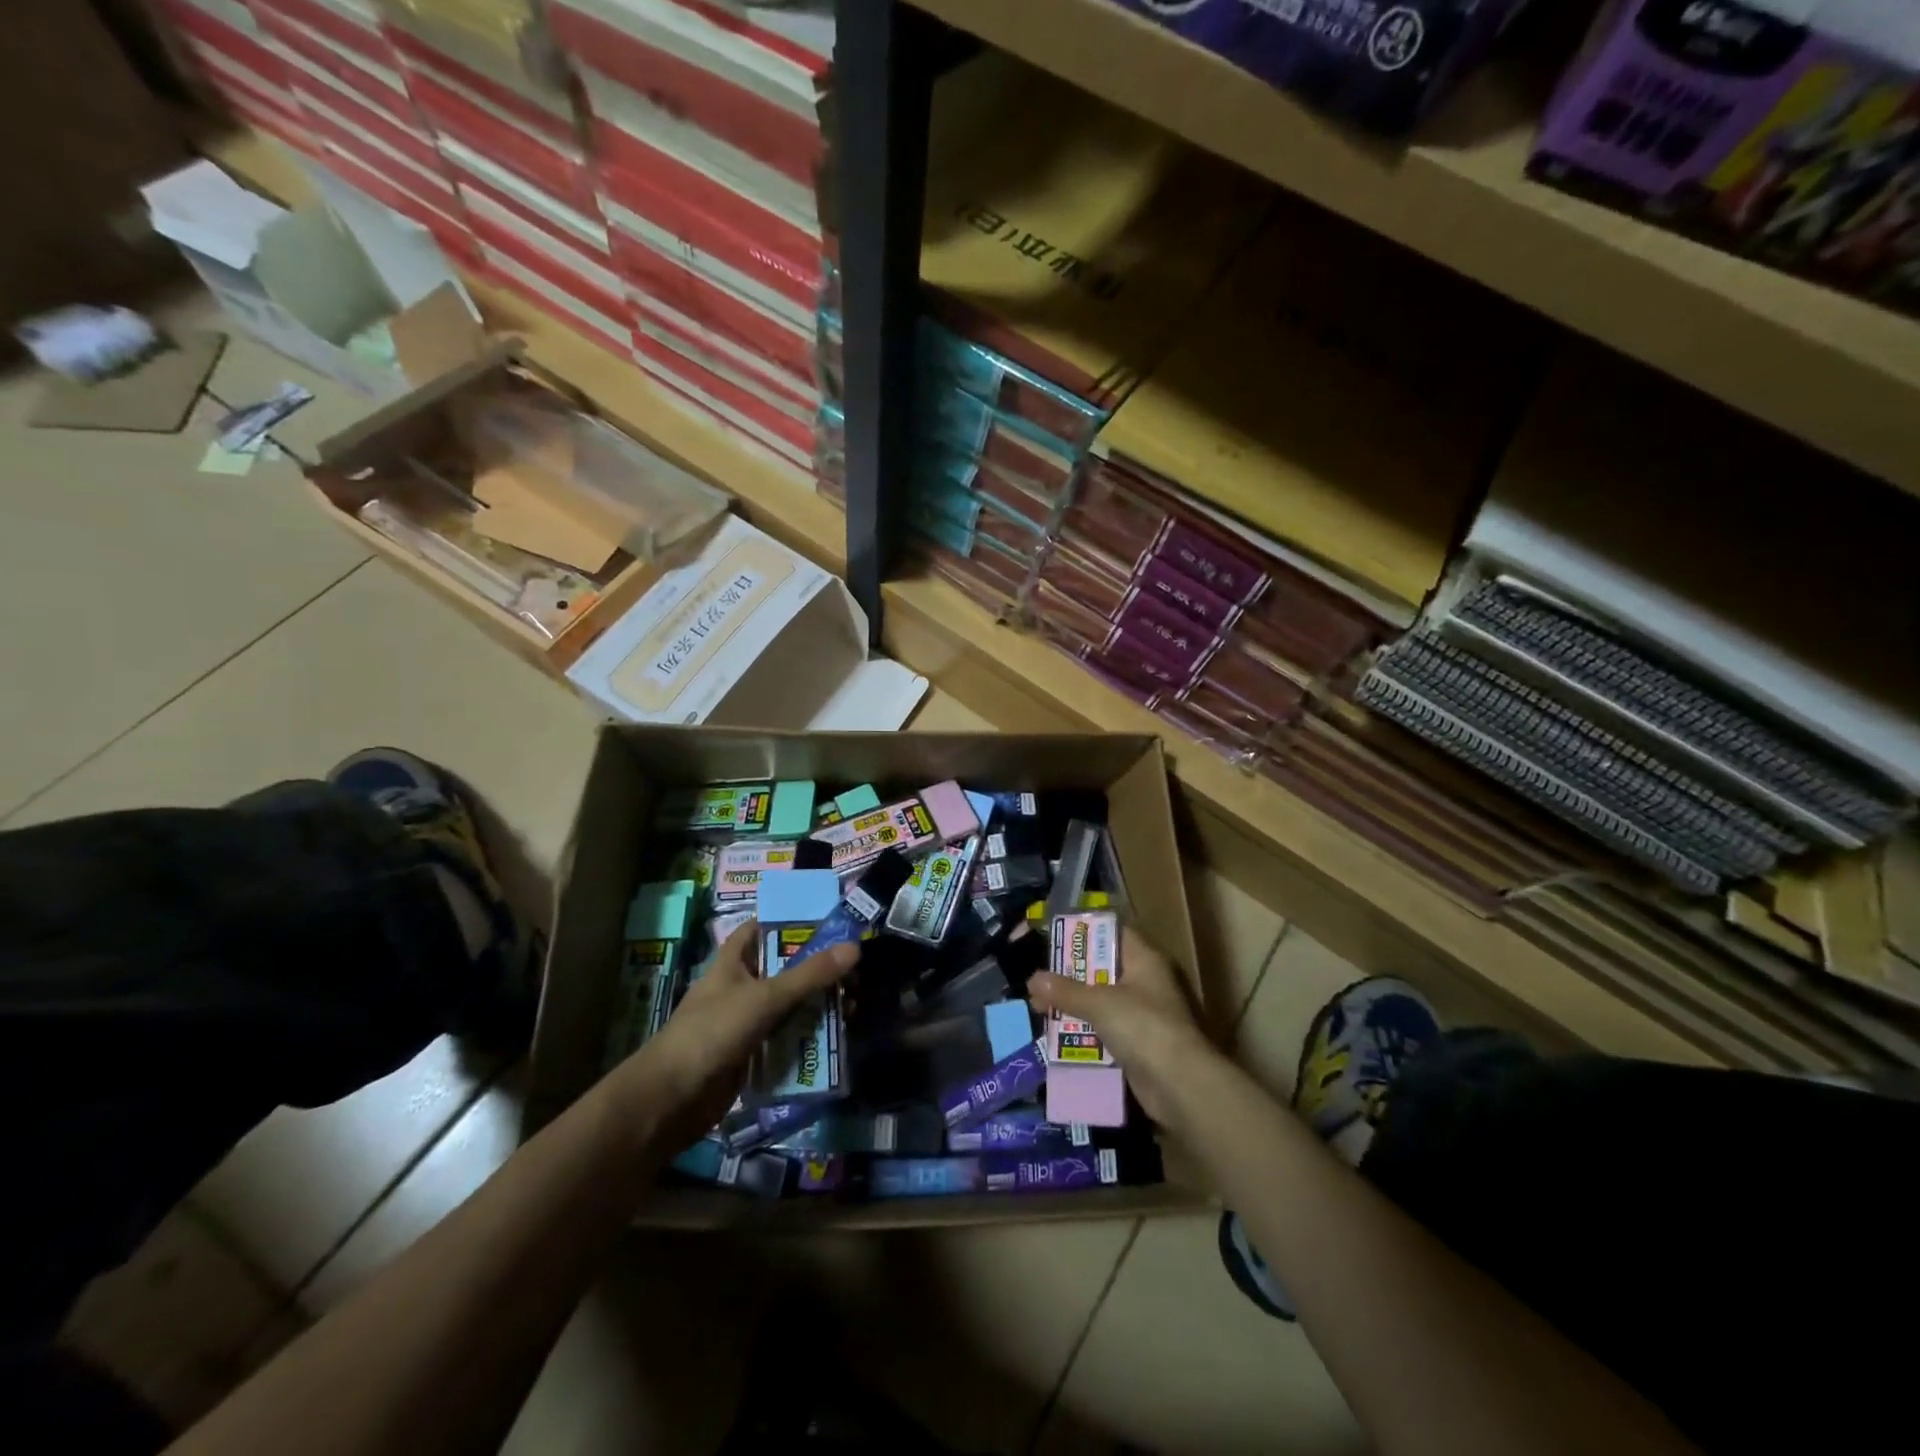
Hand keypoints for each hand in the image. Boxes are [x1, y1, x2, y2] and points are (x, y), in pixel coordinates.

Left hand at [607, 921, 859, 1147]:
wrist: (671, 1100)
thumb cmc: (712, 1033)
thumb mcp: (764, 998)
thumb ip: (809, 975)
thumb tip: (855, 947)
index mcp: (733, 962)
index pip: (761, 928)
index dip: (790, 920)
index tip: (828, 920)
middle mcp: (740, 987)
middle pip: (784, 968)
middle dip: (817, 969)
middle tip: (855, 971)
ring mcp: (745, 1022)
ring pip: (788, 1005)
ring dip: (817, 1006)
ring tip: (853, 1005)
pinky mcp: (751, 1053)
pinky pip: (785, 1038)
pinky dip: (807, 1037)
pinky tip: (835, 1039)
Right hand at [1027, 926, 1215, 1127]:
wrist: (1179, 1085)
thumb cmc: (1142, 1027)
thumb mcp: (1099, 1003)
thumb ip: (1066, 990)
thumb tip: (1033, 978)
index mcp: (1143, 959)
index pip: (1111, 932)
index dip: (1082, 932)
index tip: (1052, 936)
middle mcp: (1144, 981)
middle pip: (1101, 967)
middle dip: (1069, 973)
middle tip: (1038, 976)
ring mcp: (1141, 1014)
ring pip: (1100, 1000)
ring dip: (1072, 1003)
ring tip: (1038, 1004)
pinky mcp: (1136, 1043)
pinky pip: (1103, 1028)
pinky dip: (1082, 1029)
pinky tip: (1055, 1032)